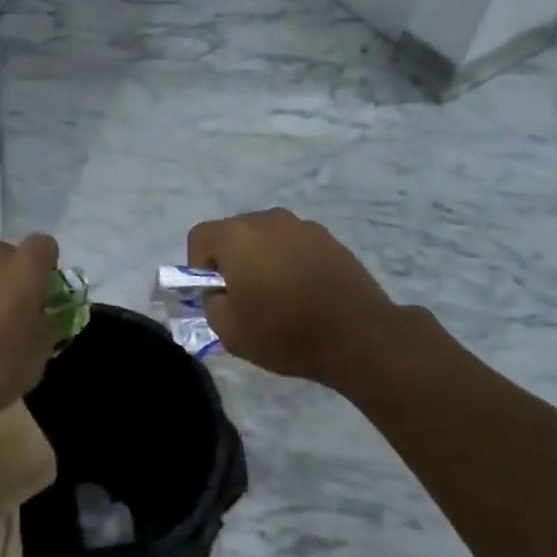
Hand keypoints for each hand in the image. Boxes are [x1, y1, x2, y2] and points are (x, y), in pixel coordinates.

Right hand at [187, 208, 415, 383]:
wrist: (359, 336)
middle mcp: (267, 220)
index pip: (199, 237)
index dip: (198, 266)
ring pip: (266, 237)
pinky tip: (305, 292)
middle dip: (231, 260)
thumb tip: (220, 294)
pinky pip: (295, 244)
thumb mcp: (230, 332)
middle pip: (234, 233)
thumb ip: (211, 305)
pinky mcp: (329, 238)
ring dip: (262, 258)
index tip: (214, 294)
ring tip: (279, 295)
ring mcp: (301, 226)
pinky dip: (291, 261)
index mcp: (237, 236)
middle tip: (244, 296)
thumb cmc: (285, 332)